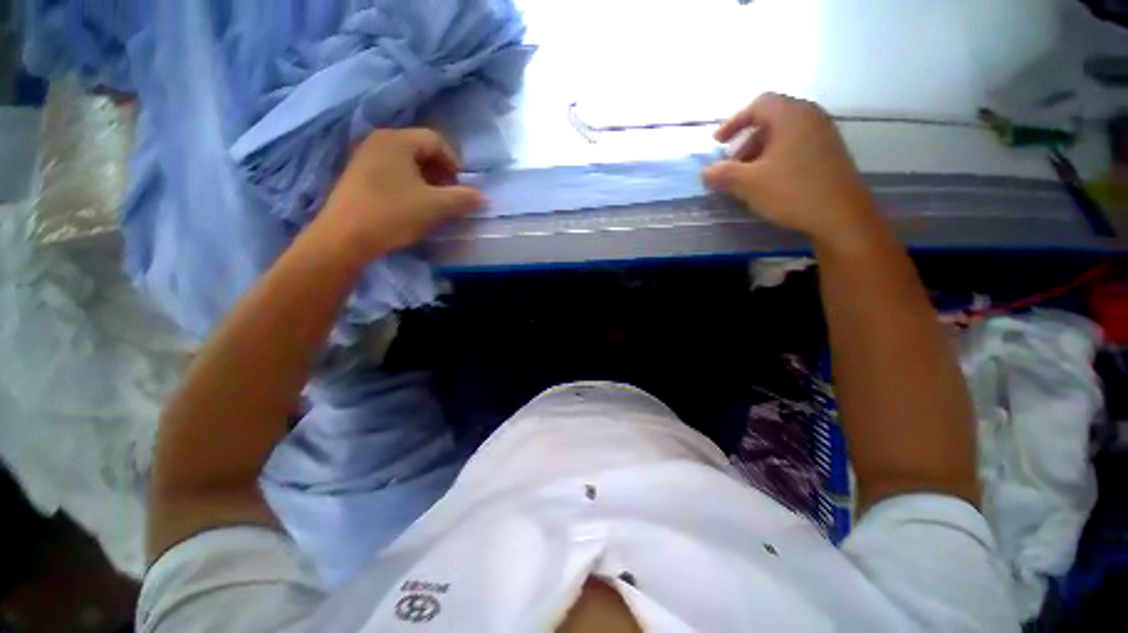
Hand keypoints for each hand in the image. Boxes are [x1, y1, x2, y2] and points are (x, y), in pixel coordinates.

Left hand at [316, 129, 483, 260]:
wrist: (345, 237)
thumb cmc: (393, 214)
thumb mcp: (436, 207)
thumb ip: (463, 198)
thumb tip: (482, 197)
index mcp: (397, 140)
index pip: (436, 141)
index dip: (454, 163)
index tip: (461, 187)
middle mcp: (378, 141)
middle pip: (420, 149)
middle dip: (441, 173)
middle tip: (449, 196)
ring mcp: (364, 157)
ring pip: (406, 163)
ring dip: (426, 181)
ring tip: (433, 203)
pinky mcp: (357, 176)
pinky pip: (391, 172)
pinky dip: (408, 185)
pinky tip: (411, 205)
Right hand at [702, 93, 881, 244]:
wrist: (841, 215)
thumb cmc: (791, 191)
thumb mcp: (749, 184)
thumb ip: (723, 174)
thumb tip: (706, 170)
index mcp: (791, 116)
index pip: (758, 104)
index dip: (733, 121)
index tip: (717, 143)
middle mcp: (810, 117)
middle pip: (771, 118)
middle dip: (745, 140)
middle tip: (731, 163)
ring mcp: (823, 134)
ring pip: (783, 134)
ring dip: (759, 151)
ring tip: (747, 176)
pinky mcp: (829, 153)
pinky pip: (796, 145)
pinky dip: (776, 157)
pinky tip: (769, 180)